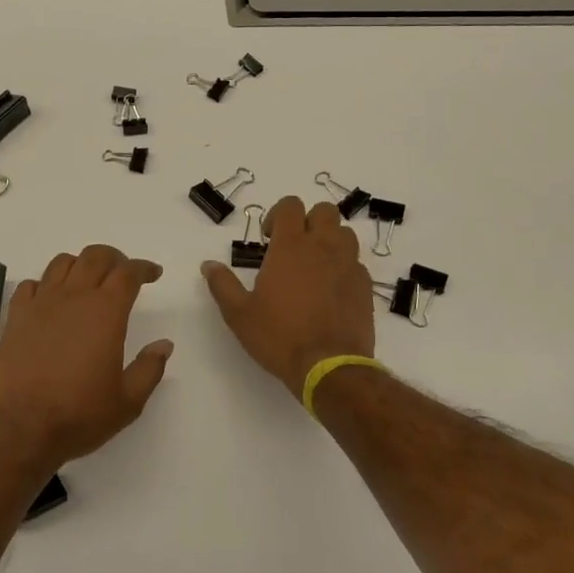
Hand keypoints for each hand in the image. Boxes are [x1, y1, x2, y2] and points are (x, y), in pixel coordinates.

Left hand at [0, 245, 172, 467]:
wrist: (19, 429)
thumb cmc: (79, 415)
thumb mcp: (127, 401)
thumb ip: (149, 368)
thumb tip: (164, 345)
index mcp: (105, 311)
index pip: (128, 273)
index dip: (144, 268)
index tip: (153, 274)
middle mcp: (73, 297)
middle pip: (95, 256)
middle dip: (114, 258)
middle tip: (123, 273)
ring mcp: (41, 304)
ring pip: (62, 263)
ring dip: (81, 264)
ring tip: (88, 282)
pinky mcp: (15, 317)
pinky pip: (31, 285)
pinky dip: (46, 285)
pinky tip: (50, 301)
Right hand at [202, 197, 374, 397]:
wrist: (329, 366)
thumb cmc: (279, 336)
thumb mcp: (239, 314)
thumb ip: (223, 285)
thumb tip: (208, 265)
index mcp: (290, 246)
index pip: (290, 205)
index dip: (278, 214)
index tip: (268, 238)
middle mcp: (322, 247)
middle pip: (324, 211)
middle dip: (309, 220)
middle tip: (294, 246)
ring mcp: (348, 265)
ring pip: (345, 233)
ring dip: (330, 240)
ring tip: (315, 264)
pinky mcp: (365, 286)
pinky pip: (357, 262)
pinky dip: (345, 266)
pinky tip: (332, 289)